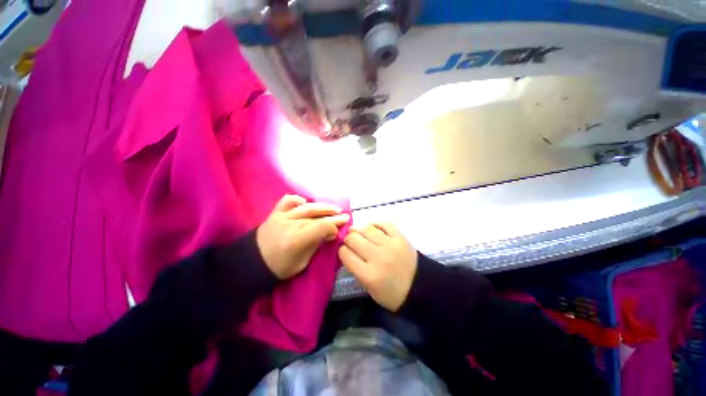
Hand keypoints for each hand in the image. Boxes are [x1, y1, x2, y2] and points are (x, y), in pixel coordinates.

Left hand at [257, 195, 349, 279]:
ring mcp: (281, 216)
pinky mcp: (275, 213)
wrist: (251, 263)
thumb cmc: (279, 268)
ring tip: (333, 208)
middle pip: (317, 216)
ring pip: (307, 207)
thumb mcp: (302, 263)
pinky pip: (287, 201)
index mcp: (296, 239)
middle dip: (333, 215)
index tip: (338, 231)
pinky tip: (306, 202)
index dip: (333, 227)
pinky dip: (298, 200)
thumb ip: (316, 245)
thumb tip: (329, 233)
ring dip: (322, 207)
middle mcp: (290, 224)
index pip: (322, 226)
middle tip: (344, 215)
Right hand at [338, 223, 416, 311]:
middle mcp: (378, 257)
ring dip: (358, 229)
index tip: (344, 250)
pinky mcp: (400, 237)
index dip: (341, 250)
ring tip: (357, 231)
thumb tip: (347, 250)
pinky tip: (372, 228)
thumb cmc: (392, 293)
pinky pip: (384, 224)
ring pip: (366, 228)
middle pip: (353, 239)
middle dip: (347, 239)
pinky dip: (375, 224)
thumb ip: (356, 269)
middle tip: (350, 241)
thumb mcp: (369, 288)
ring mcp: (390, 245)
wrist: (420, 288)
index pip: (345, 254)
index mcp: (369, 275)